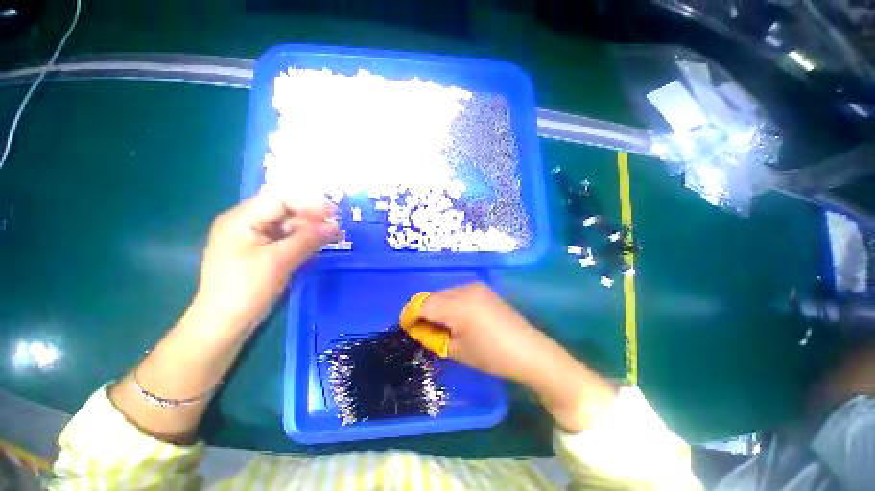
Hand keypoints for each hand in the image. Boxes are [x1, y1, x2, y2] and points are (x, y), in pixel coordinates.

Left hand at [192, 190, 338, 333]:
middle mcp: (244, 223)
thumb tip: (335, 226)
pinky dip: (302, 240)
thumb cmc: (246, 288)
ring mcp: (251, 239)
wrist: (224, 324)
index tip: (334, 212)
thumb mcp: (280, 260)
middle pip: (283, 210)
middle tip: (335, 226)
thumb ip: (308, 239)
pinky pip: (284, 239)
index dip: (309, 202)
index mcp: (241, 219)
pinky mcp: (258, 253)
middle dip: (311, 216)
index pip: (279, 199)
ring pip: (286, 225)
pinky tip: (317, 245)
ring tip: (332, 236)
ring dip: (309, 229)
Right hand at [419, 283, 558, 384]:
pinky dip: (450, 303)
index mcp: (458, 306)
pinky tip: (458, 317)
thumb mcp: (456, 351)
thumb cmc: (491, 356)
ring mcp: (475, 286)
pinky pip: (457, 292)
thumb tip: (419, 327)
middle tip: (425, 330)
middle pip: (433, 296)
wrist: (528, 350)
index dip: (411, 315)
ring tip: (443, 325)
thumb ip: (433, 336)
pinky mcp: (483, 288)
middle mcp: (465, 289)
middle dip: (424, 311)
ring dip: (437, 306)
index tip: (406, 327)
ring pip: (445, 293)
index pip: (424, 304)